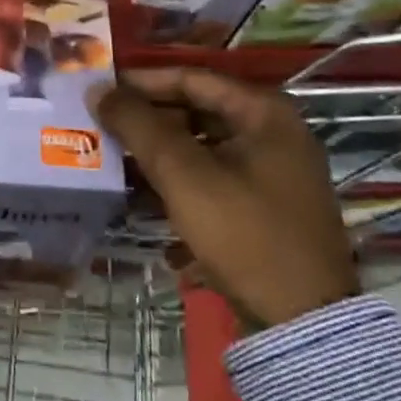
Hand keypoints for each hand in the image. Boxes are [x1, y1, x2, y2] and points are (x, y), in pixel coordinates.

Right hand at [90, 68, 357, 328]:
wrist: (303, 322)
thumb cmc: (244, 233)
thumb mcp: (184, 175)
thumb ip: (139, 126)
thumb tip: (97, 89)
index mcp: (264, 112)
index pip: (190, 78)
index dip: (141, 82)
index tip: (100, 90)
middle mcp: (273, 131)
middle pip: (196, 110)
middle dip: (147, 119)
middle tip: (101, 125)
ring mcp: (272, 170)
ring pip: (201, 144)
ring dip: (158, 151)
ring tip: (113, 159)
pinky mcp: (264, 204)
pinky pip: (212, 174)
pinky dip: (178, 178)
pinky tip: (142, 194)